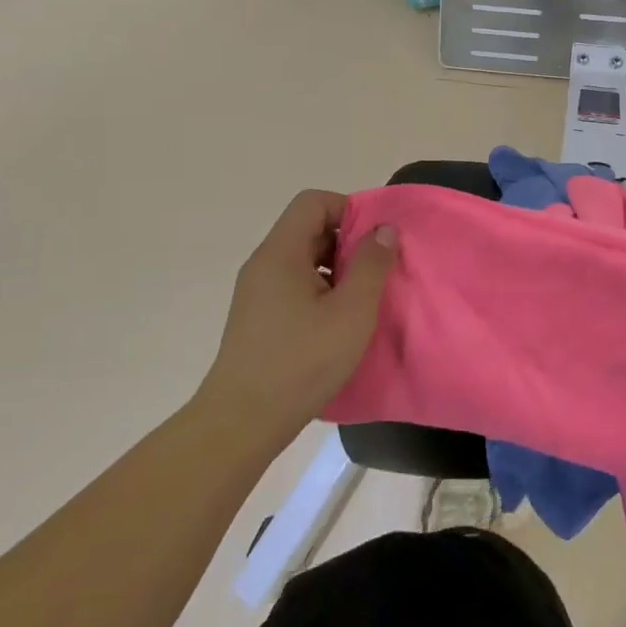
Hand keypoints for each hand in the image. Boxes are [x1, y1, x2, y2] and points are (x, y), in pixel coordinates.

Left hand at [196, 190, 397, 444]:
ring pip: (304, 259)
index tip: (375, 239)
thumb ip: (371, 264)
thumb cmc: (300, 362)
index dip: (349, 209)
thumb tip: (384, 228)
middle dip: (347, 241)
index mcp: (281, 253)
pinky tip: (338, 323)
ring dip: (337, 269)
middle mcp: (264, 264)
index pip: (314, 202)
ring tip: (361, 300)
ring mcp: (257, 292)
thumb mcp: (351, 311)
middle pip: (309, 228)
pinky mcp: (258, 318)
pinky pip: (294, 285)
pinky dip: (321, 291)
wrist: (240, 424)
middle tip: (376, 271)